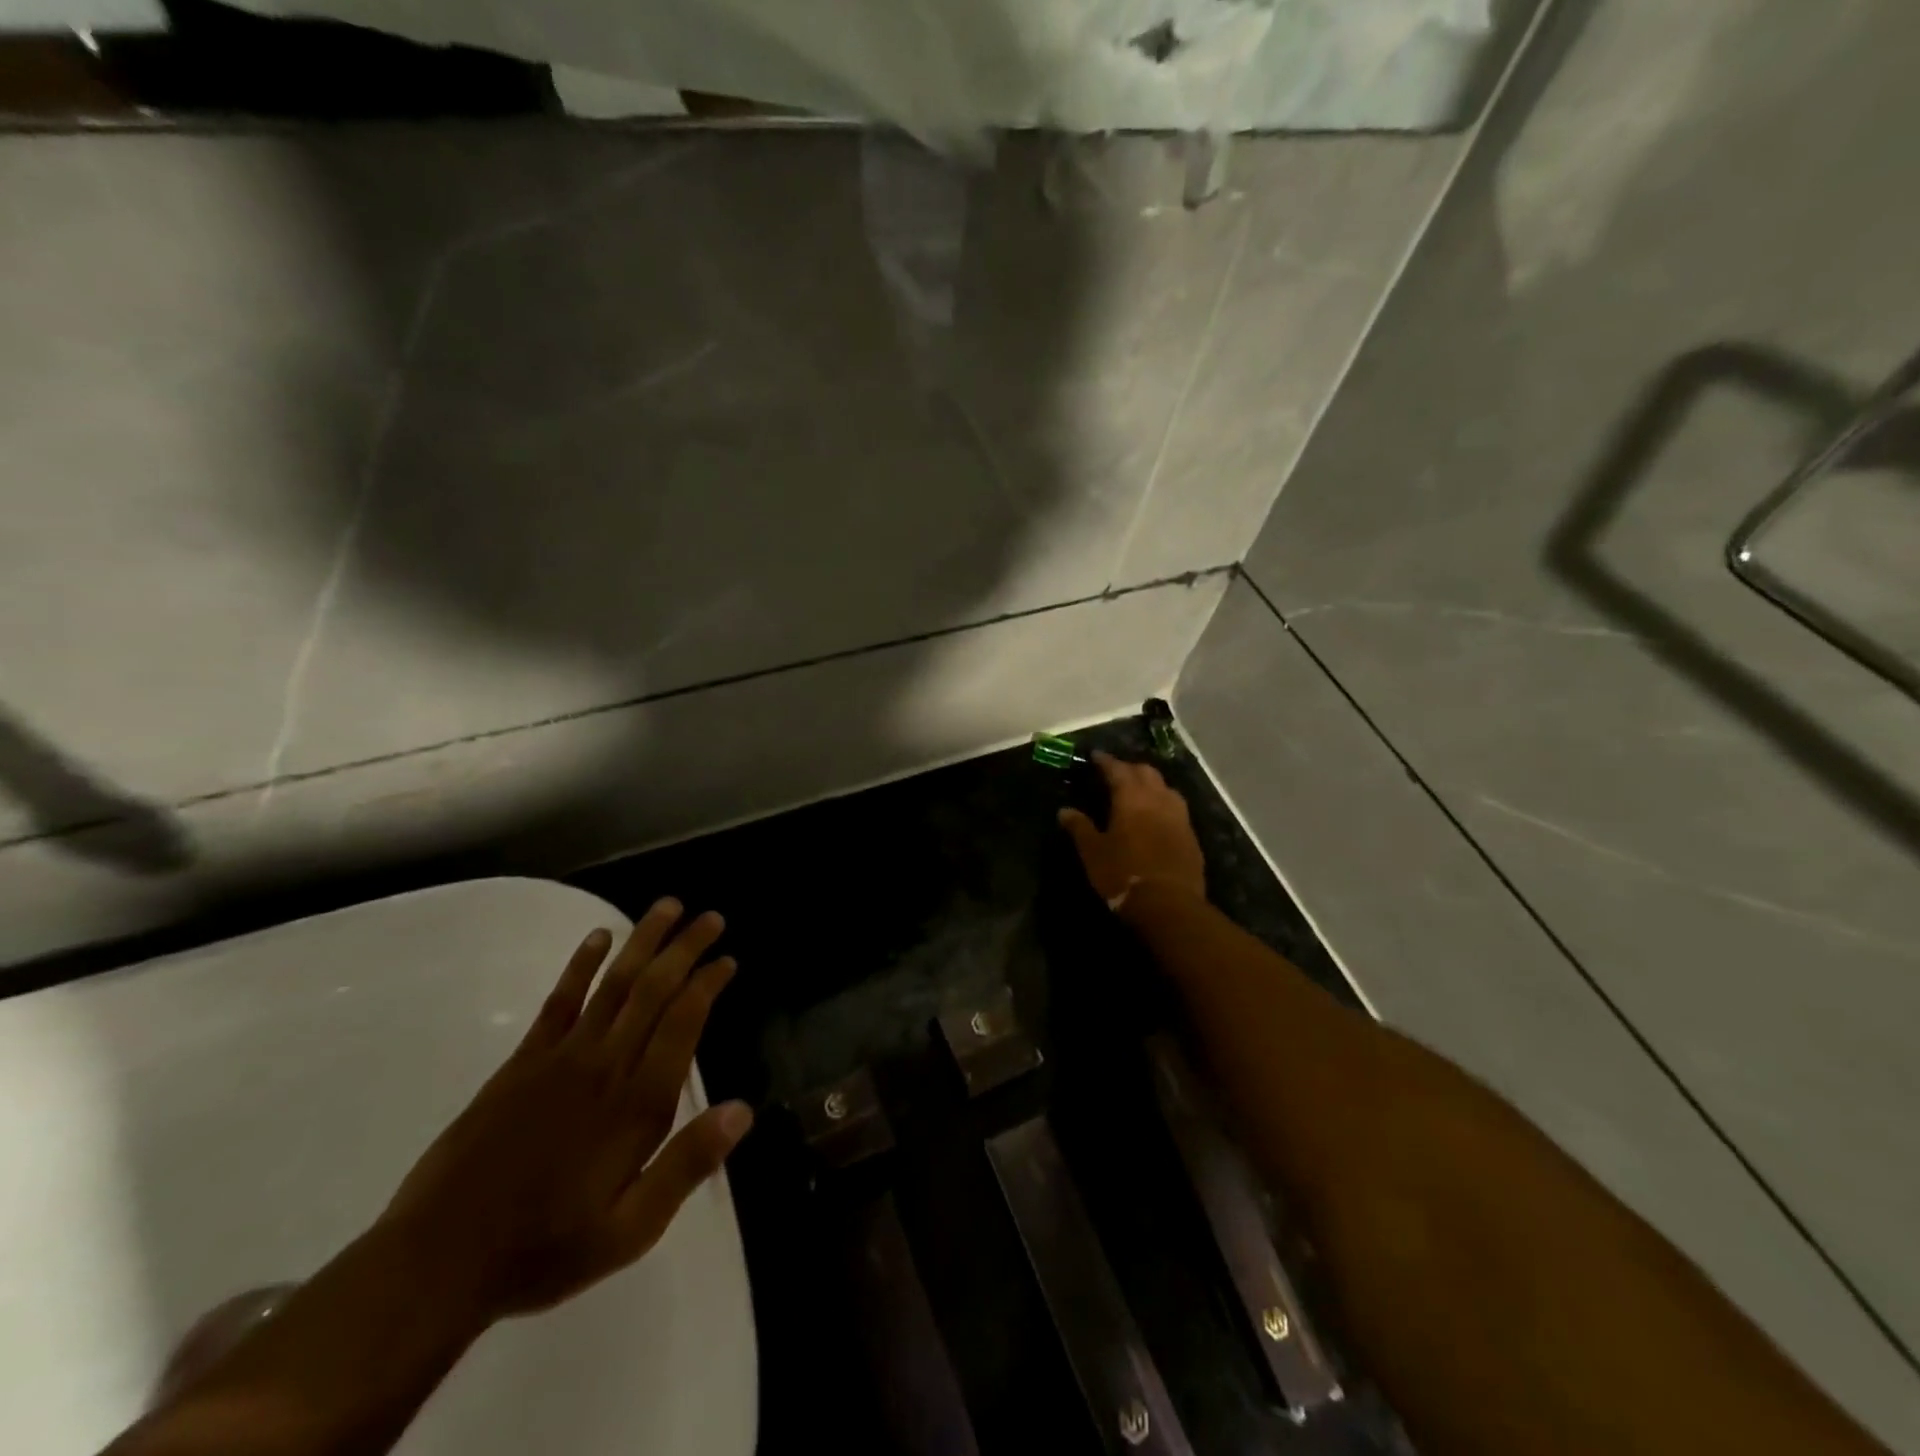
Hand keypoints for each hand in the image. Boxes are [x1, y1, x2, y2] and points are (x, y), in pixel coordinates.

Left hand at [380, 898, 752, 1322]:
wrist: (438, 1262)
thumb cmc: (546, 1249)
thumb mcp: (630, 1230)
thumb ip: (687, 1165)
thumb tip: (743, 1110)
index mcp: (637, 1105)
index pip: (683, 1023)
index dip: (708, 984)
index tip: (728, 959)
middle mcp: (605, 1066)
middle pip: (653, 990)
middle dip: (685, 949)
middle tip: (711, 917)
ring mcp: (561, 1057)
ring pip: (613, 983)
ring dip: (643, 941)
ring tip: (667, 907)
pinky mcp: (522, 1061)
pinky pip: (559, 1000)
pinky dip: (581, 964)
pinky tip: (598, 937)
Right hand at [1058, 751, 1207, 909]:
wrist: (1169, 904)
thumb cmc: (1123, 874)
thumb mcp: (1093, 852)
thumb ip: (1080, 828)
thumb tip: (1064, 811)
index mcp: (1132, 798)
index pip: (1117, 770)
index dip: (1106, 761)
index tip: (1095, 756)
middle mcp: (1158, 800)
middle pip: (1146, 772)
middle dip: (1130, 768)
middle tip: (1116, 772)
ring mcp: (1179, 817)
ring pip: (1166, 788)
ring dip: (1151, 783)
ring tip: (1138, 790)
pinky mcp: (1191, 835)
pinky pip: (1176, 808)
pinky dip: (1163, 803)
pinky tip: (1156, 814)